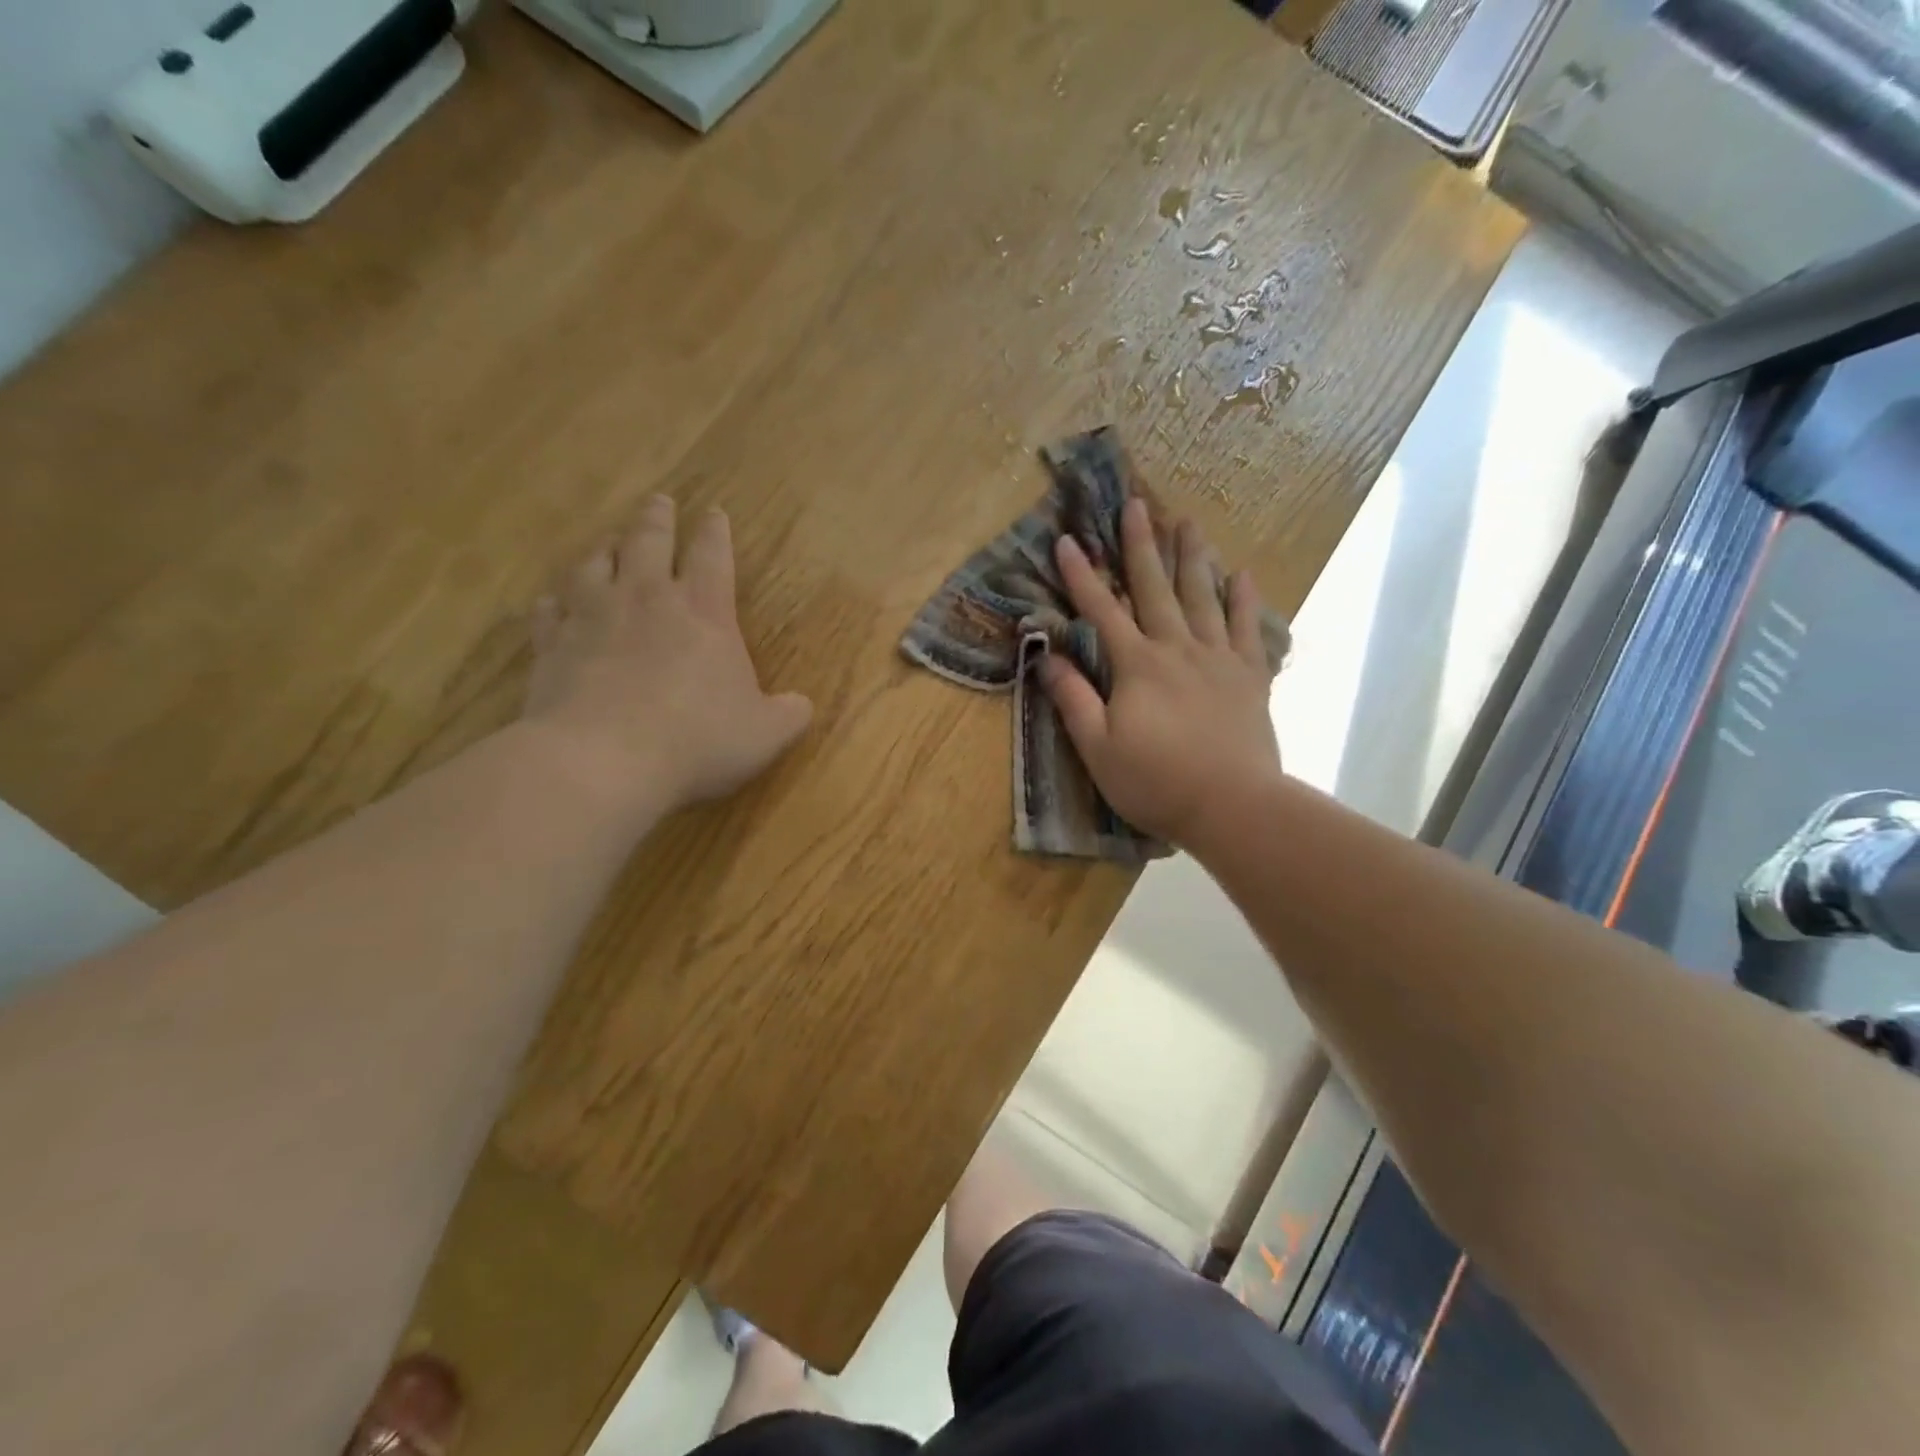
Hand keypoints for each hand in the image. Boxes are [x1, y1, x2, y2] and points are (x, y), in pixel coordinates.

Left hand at [523, 496, 812, 812]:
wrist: (603, 760)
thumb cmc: (697, 740)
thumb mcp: (765, 735)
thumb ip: (788, 715)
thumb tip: (801, 705)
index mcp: (704, 613)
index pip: (712, 557)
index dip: (715, 533)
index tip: (714, 512)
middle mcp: (646, 601)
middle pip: (649, 542)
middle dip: (657, 519)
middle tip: (659, 501)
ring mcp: (592, 618)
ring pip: (594, 565)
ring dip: (604, 549)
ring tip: (608, 541)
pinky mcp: (552, 646)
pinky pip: (549, 611)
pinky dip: (553, 603)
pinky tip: (552, 602)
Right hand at [1040, 498, 1281, 847]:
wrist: (1232, 806)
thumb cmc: (1156, 781)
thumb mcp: (1098, 747)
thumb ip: (1074, 699)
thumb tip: (1047, 657)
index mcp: (1137, 666)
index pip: (1102, 611)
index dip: (1082, 576)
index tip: (1068, 540)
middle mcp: (1178, 649)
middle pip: (1156, 589)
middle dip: (1142, 546)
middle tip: (1137, 505)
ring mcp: (1219, 659)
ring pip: (1203, 597)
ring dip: (1193, 558)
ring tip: (1189, 522)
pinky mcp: (1250, 677)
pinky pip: (1248, 629)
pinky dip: (1244, 599)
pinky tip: (1241, 574)